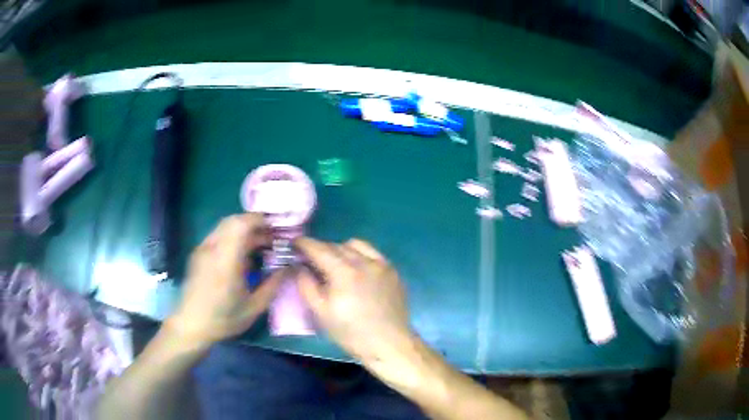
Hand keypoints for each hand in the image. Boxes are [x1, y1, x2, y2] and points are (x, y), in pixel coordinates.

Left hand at [167, 214, 283, 346]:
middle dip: (255, 224)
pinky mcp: (198, 253)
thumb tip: (288, 267)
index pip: (240, 225)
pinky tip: (243, 256)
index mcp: (225, 261)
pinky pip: (218, 235)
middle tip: (272, 237)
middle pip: (233, 221)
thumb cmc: (224, 319)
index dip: (260, 220)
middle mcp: (212, 249)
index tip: (276, 228)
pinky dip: (234, 237)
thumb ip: (273, 285)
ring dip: (245, 231)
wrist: (191, 325)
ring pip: (225, 227)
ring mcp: (202, 249)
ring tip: (261, 245)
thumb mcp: (254, 307)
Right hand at [295, 237, 414, 368]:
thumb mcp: (321, 312)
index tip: (294, 243)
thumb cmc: (351, 333)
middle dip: (320, 249)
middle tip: (311, 259)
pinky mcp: (392, 271)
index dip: (304, 243)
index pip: (319, 248)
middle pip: (336, 246)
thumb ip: (306, 285)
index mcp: (344, 272)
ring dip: (340, 249)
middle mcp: (364, 261)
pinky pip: (372, 253)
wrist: (389, 344)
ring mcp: (381, 264)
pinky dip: (359, 254)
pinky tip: (357, 269)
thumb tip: (301, 267)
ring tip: (335, 263)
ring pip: (356, 245)